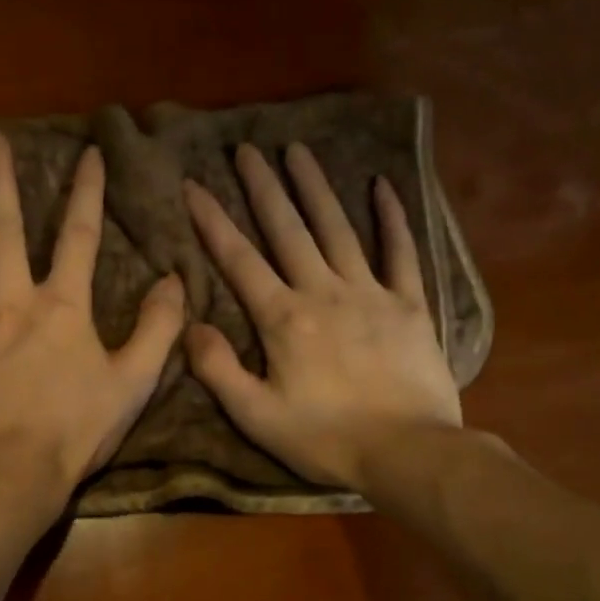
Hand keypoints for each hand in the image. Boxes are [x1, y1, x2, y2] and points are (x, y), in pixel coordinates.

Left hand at [0, 130, 185, 513]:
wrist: (10, 472)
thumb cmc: (75, 431)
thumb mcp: (134, 382)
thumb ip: (158, 328)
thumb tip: (175, 279)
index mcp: (62, 306)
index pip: (79, 235)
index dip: (88, 191)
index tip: (90, 152)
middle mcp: (11, 297)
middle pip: (6, 226)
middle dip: (2, 179)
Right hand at [183, 143, 460, 492]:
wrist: (407, 451)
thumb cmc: (325, 439)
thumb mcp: (256, 416)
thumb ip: (218, 370)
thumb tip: (191, 326)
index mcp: (283, 319)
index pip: (239, 260)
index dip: (213, 221)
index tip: (194, 185)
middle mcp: (323, 292)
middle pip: (288, 230)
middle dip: (263, 188)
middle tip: (247, 149)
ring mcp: (370, 293)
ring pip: (337, 229)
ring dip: (315, 188)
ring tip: (298, 150)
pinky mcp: (409, 304)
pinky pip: (400, 252)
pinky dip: (392, 218)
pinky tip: (382, 186)